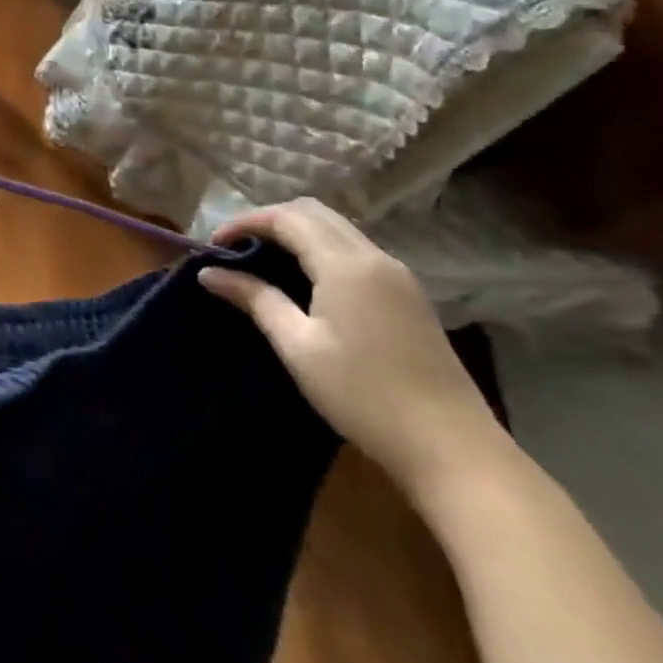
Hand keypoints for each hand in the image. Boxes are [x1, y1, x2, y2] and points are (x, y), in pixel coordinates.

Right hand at [200, 198, 504, 496]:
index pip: (286, 218)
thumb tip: (209, 273)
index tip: (212, 246)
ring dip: (296, 233)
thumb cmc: (363, 395)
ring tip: (262, 260)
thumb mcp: (297, 346)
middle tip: (235, 247)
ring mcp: (398, 276)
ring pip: (337, 228)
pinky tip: (303, 279)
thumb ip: (255, 299)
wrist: (453, 449)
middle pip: (315, 212)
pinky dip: (320, 248)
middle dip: (268, 220)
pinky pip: (355, 250)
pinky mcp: (409, 296)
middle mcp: (375, 258)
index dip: (244, 222)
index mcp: (346, 265)